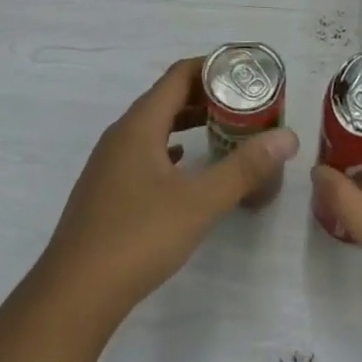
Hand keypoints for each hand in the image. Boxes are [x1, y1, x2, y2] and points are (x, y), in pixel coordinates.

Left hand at [38, 57, 298, 332]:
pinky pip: (144, 151)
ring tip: (222, 128)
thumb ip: (244, 168)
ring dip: (187, 121)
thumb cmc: (138, 237)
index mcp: (140, 124)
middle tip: (244, 102)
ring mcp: (109, 162)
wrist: (74, 294)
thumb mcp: (199, 202)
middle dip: (205, 95)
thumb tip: (287, 138)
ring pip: (154, 126)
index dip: (212, 67)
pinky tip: (184, 164)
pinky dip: (170, 148)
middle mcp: (121, 134)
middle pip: (166, 97)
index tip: (245, 72)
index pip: (178, 76)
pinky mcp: (106, 189)